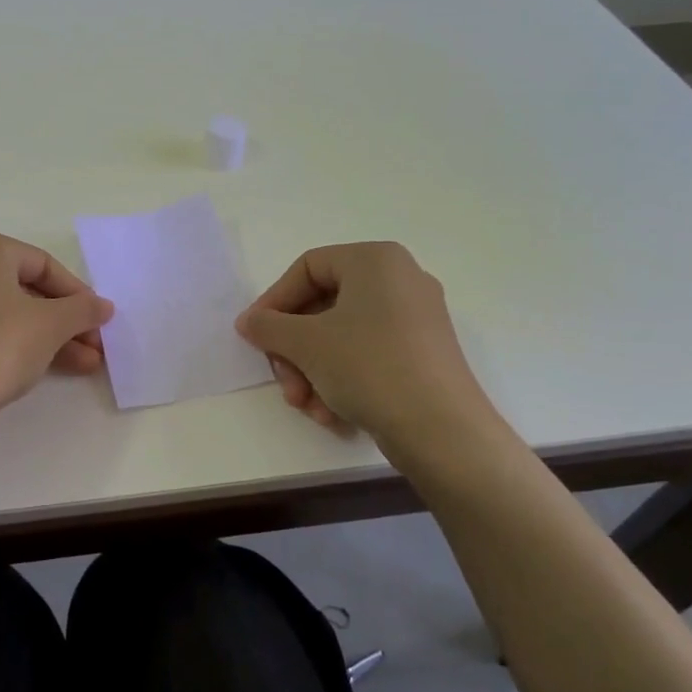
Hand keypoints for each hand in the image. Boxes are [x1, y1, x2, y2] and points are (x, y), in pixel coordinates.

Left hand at [0, 228, 113, 429]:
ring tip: (80, 366)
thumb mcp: (50, 326)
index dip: (77, 295)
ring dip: (42, 337)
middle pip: (20, 289)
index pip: (42, 265)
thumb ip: (82, 310)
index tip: (99, 322)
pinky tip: (35, 369)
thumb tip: (103, 306)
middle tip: (92, 348)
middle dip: (62, 322)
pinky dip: (6, 344)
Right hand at [235, 242, 496, 452]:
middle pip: (323, 306)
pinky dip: (342, 380)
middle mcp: (400, 280)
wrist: (443, 431)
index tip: (255, 335)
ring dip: (313, 371)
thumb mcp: (306, 344)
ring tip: (307, 406)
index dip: (274, 301)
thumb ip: (268, 326)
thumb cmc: (369, 367)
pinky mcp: (423, 354)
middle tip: (284, 382)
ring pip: (342, 336)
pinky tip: (331, 414)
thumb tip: (248, 322)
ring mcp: (416, 318)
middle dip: (295, 349)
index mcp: (376, 260)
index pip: (307, 267)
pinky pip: (368, 355)